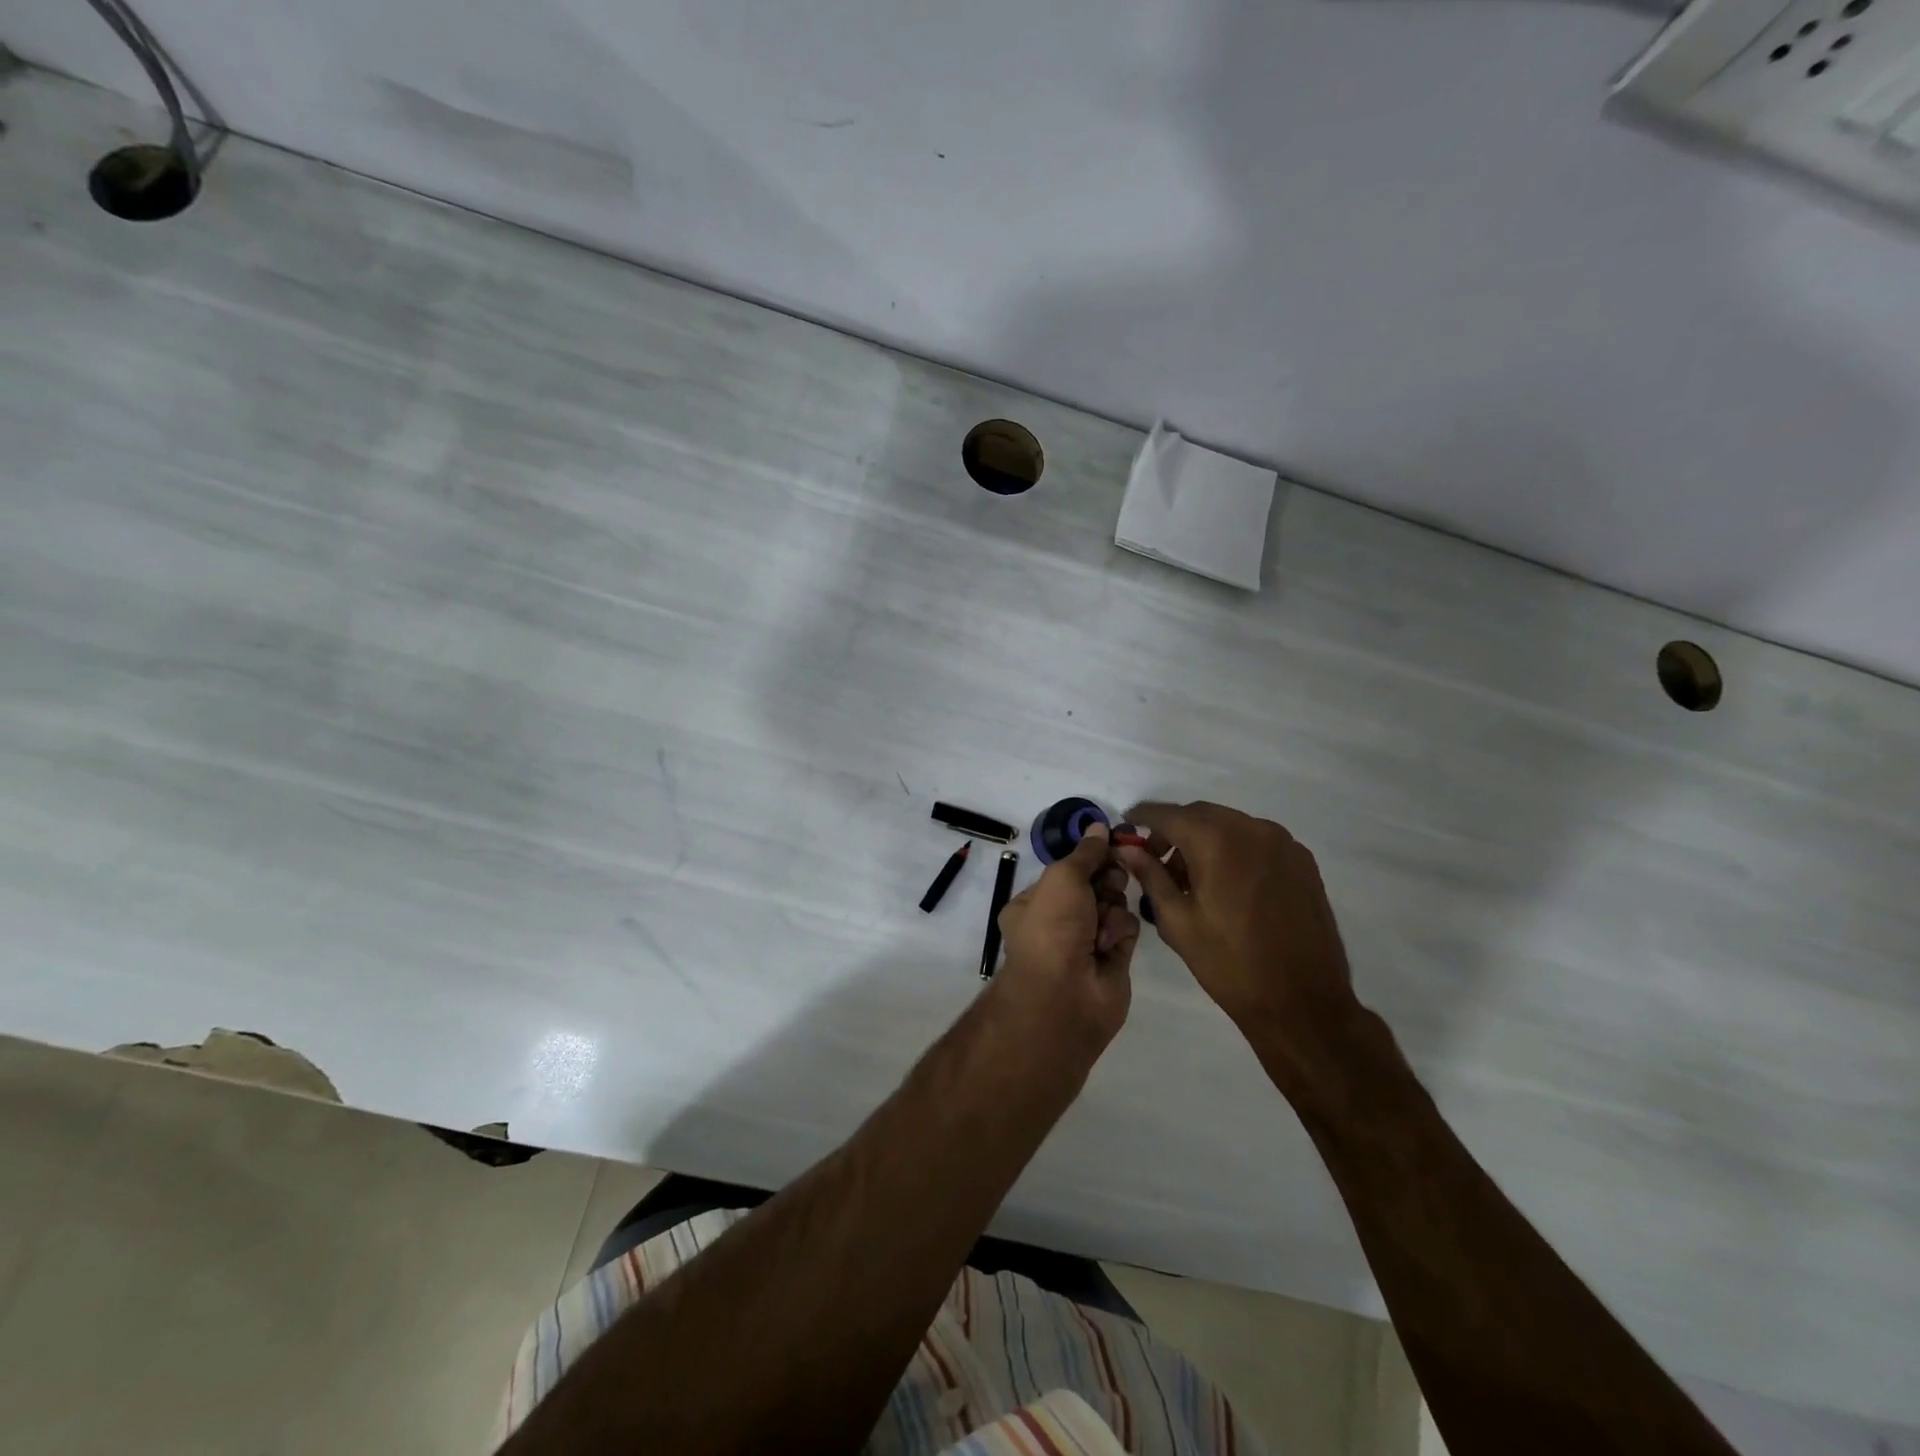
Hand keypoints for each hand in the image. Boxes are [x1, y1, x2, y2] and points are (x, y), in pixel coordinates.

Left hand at [992, 824, 1137, 1051]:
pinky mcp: (1113, 958)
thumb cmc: (1052, 927)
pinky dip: (1121, 929)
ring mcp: (1087, 941)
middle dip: (1106, 880)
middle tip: (1108, 883)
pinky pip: (1126, 928)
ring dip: (1112, 907)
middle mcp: (1059, 921)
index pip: (1069, 870)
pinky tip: (1109, 943)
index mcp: (1035, 902)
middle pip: (1095, 884)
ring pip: (1114, 904)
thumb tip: (1098, 825)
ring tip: (1102, 923)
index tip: (1111, 843)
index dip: (1090, 857)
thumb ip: (1085, 852)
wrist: (1066, 994)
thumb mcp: (1063, 878)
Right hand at [1115, 802, 1358, 1048]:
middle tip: (1157, 859)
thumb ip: (1151, 876)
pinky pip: (1257, 841)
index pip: (1168, 814)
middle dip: (1175, 830)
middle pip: (1201, 814)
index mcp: (1216, 841)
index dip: (1143, 816)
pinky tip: (1229, 884)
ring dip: (1205, 839)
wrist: (1302, 1001)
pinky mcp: (1303, 861)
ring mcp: (1283, 843)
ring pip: (1231, 825)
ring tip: (1193, 879)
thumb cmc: (1229, 963)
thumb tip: (1127, 849)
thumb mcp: (1177, 921)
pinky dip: (1235, 849)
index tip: (1128, 823)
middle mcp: (1252, 829)